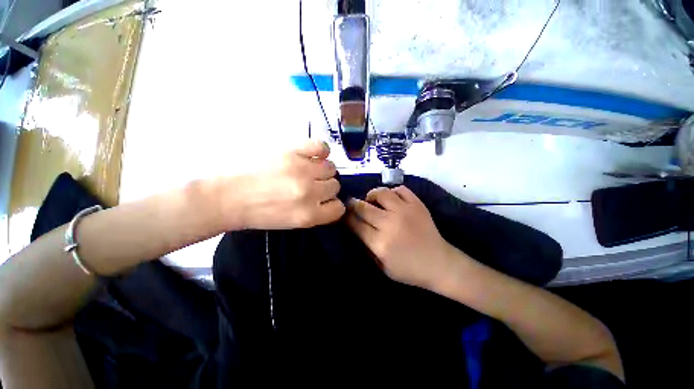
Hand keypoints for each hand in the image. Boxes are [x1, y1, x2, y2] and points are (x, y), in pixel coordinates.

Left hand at [239, 140, 344, 229]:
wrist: (226, 197)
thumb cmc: (258, 213)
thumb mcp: (291, 223)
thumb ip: (316, 213)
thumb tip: (331, 201)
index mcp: (308, 215)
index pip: (338, 208)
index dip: (332, 204)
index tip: (324, 201)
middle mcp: (309, 192)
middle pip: (335, 186)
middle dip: (324, 187)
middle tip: (310, 185)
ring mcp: (302, 170)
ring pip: (331, 168)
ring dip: (322, 171)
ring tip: (308, 170)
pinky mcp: (292, 152)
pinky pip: (321, 147)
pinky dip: (322, 151)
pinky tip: (313, 156)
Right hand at [346, 186, 454, 289]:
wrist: (439, 264)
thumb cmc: (409, 270)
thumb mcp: (382, 267)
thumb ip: (367, 248)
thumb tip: (356, 229)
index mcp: (380, 243)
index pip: (355, 224)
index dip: (346, 218)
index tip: (343, 214)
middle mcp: (390, 224)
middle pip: (363, 207)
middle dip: (353, 204)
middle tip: (351, 204)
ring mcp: (405, 211)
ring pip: (381, 193)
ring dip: (372, 195)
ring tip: (371, 199)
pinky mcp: (417, 205)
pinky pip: (400, 189)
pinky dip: (392, 191)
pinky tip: (391, 199)